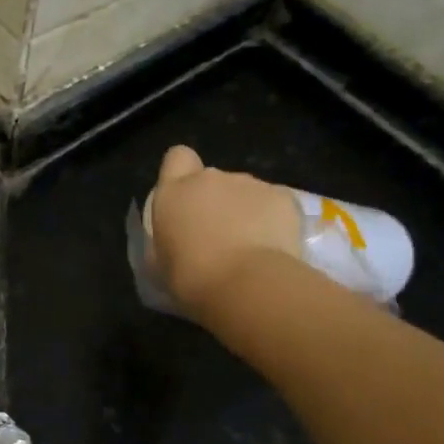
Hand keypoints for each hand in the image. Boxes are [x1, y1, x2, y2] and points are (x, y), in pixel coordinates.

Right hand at [147, 145, 302, 320]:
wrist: (247, 286)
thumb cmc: (192, 280)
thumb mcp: (161, 264)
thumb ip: (167, 240)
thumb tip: (176, 242)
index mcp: (175, 192)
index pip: (177, 157)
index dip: (182, 173)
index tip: (186, 199)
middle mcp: (211, 178)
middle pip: (213, 179)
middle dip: (216, 200)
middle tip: (219, 236)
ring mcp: (250, 184)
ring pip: (246, 191)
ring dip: (245, 211)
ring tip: (251, 247)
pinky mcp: (283, 197)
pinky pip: (274, 204)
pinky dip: (274, 220)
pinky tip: (274, 247)